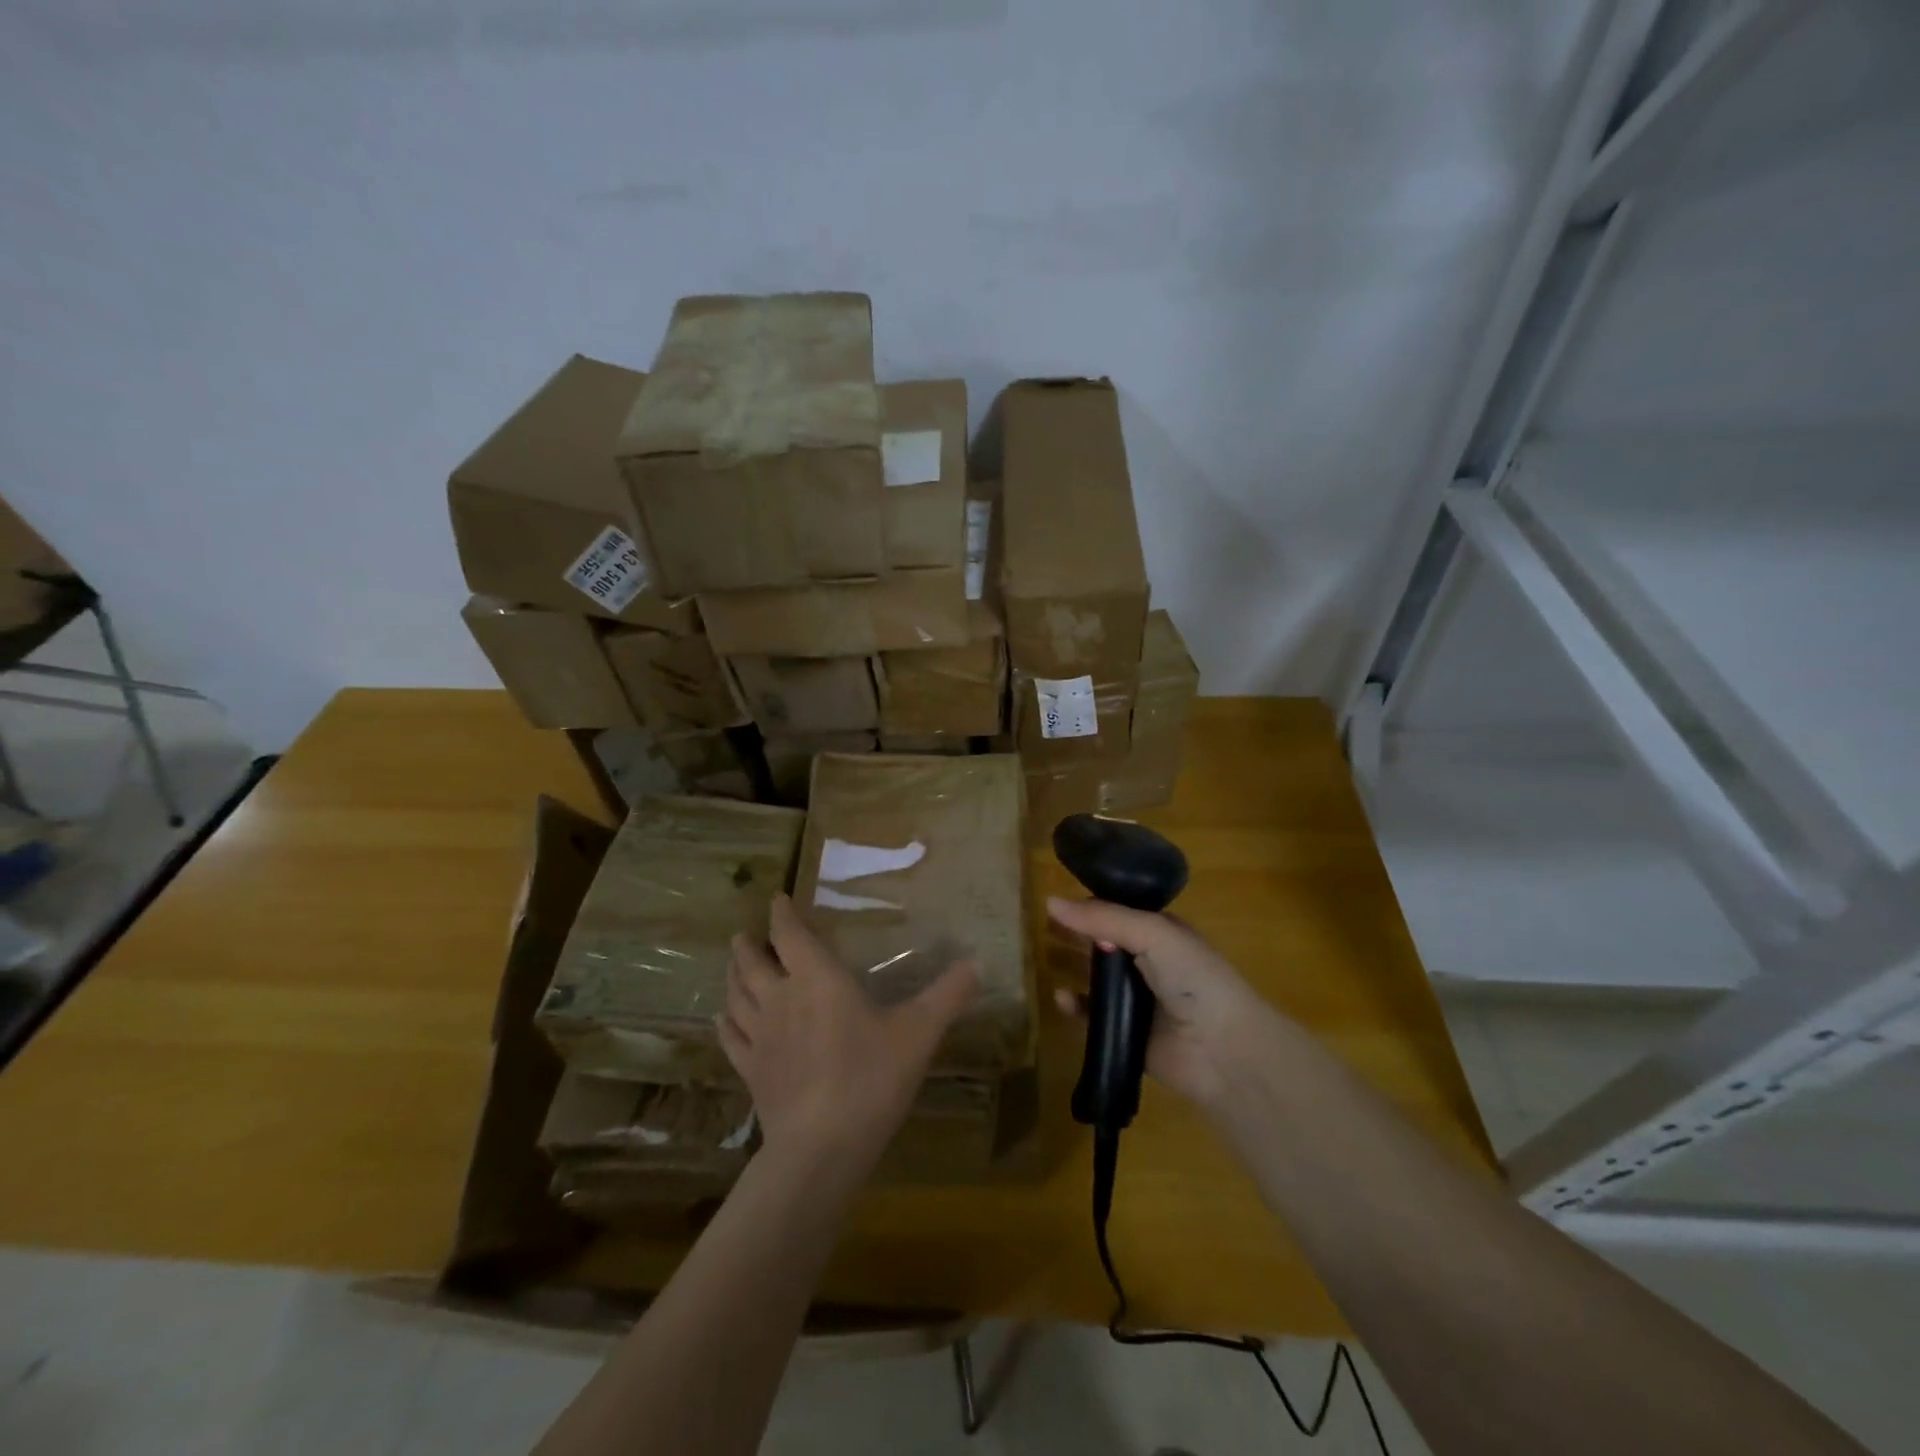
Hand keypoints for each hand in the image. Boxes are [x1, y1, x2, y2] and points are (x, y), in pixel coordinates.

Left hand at [721, 894, 978, 1173]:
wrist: (821, 1148)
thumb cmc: (871, 1078)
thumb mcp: (919, 1032)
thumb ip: (947, 995)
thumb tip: (977, 963)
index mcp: (817, 979)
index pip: (789, 935)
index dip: (781, 914)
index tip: (776, 899)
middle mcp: (780, 998)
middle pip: (752, 962)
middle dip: (748, 944)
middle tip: (745, 934)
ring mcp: (759, 1036)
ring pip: (736, 995)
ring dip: (733, 975)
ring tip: (733, 964)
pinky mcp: (749, 1071)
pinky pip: (729, 1037)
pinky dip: (724, 1022)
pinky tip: (722, 1018)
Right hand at [1048, 895, 1282, 1110]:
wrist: (1224, 1050)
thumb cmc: (1193, 978)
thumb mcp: (1152, 934)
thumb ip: (1103, 918)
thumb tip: (1050, 902)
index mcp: (1159, 933)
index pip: (1116, 911)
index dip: (1087, 906)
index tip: (1053, 901)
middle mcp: (1147, 962)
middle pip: (1100, 943)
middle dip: (1072, 934)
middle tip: (1037, 928)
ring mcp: (1136, 1000)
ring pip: (1093, 978)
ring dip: (1069, 967)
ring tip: (1040, 958)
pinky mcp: (1125, 1034)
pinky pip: (1091, 1017)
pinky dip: (1075, 1007)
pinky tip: (1060, 998)